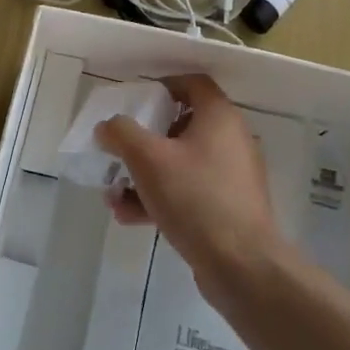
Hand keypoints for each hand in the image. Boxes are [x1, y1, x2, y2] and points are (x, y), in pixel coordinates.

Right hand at [97, 74, 286, 295]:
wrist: (241, 265)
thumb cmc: (195, 197)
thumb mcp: (148, 159)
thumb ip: (122, 134)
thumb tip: (107, 126)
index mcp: (219, 117)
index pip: (193, 83)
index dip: (163, 86)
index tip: (136, 102)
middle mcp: (232, 140)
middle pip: (182, 126)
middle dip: (144, 142)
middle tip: (120, 152)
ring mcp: (232, 176)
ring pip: (182, 164)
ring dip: (146, 175)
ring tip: (115, 195)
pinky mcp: (229, 207)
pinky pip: (190, 191)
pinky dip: (162, 197)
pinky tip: (130, 216)